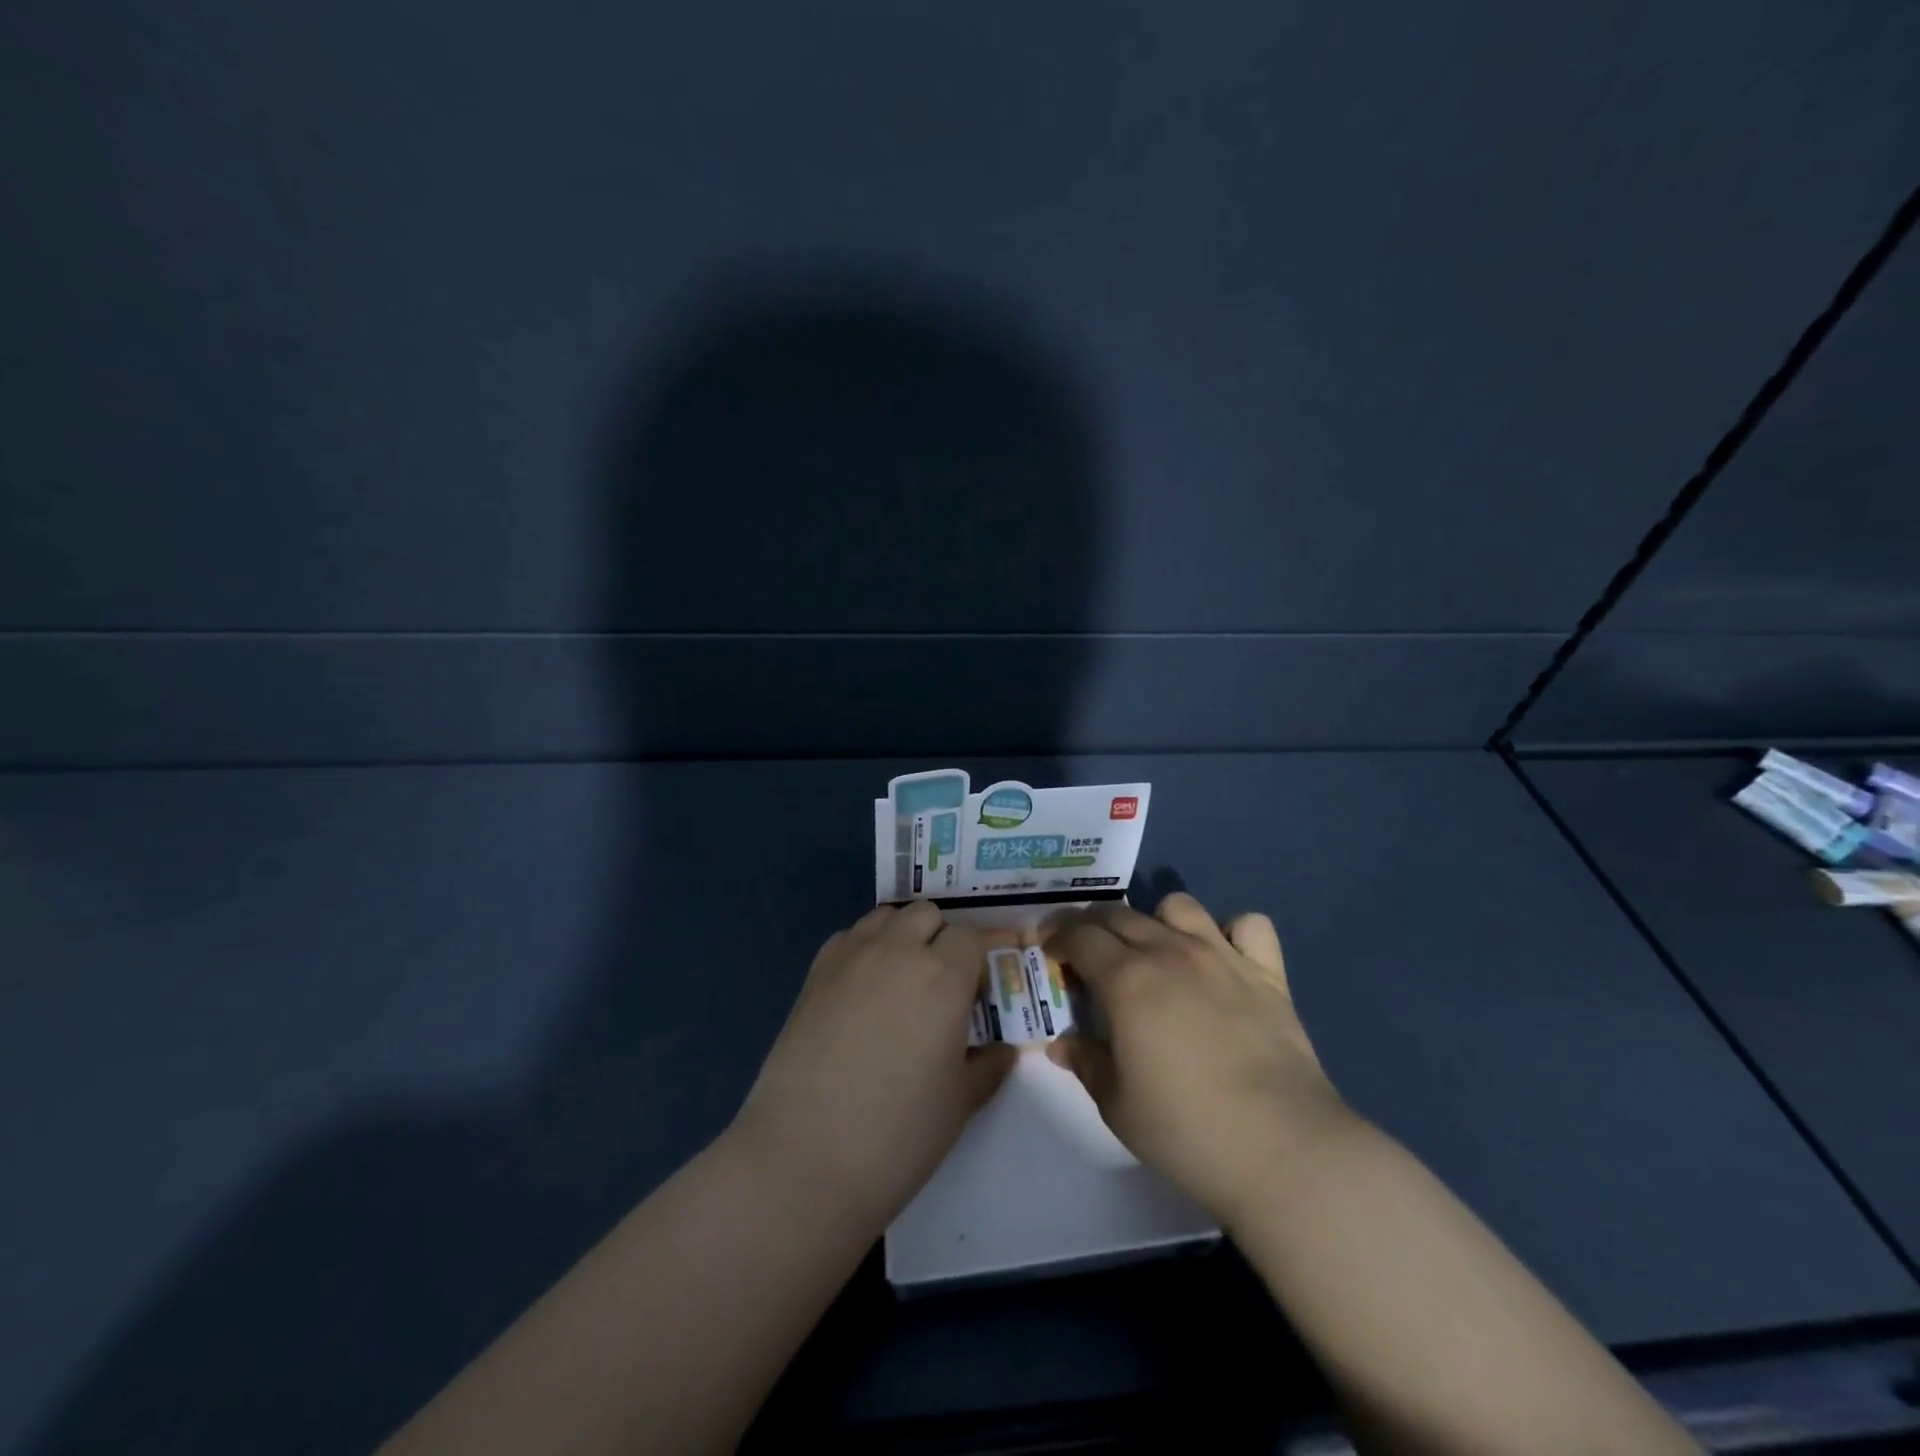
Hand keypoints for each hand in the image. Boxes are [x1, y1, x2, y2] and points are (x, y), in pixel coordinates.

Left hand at [734, 902, 1015, 1231]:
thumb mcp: (961, 1103)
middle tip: (937, 987)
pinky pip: (848, 936)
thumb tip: (1004, 1050)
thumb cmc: (899, 1132)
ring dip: (900, 936)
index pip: (970, 938)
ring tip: (898, 982)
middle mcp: (898, 951)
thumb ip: (989, 1066)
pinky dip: (863, 948)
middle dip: (939, 939)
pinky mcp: (815, 973)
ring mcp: (851, 957)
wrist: (806, 1155)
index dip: (976, 963)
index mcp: (943, 976)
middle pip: (927, 914)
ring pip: (886, 917)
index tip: (971, 999)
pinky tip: (860, 991)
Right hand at [1046, 893, 1351, 1225]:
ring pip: (1179, 905)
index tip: (1050, 951)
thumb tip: (1061, 1043)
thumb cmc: (1186, 1130)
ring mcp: (1222, 957)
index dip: (1058, 938)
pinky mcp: (1267, 973)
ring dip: (1157, 920)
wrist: (1282, 1149)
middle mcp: (1170, 952)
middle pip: (1120, 915)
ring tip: (1155, 951)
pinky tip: (1224, 959)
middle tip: (1087, 952)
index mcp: (1127, 980)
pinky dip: (1232, 932)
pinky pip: (1249, 926)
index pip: (1080, 936)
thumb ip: (1086, 1063)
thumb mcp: (1117, 1105)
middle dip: (1094, 925)